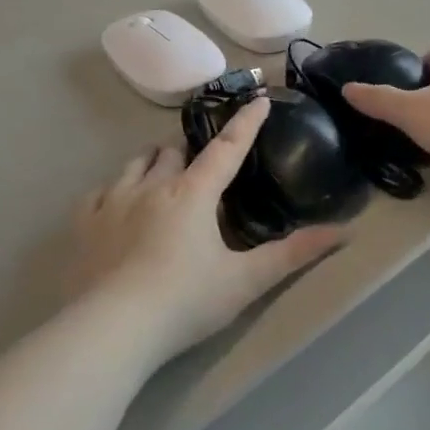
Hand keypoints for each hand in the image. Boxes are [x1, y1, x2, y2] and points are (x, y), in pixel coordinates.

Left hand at [65, 100, 345, 367]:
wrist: (112, 330)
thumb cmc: (186, 302)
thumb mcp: (247, 280)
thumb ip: (295, 254)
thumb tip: (344, 231)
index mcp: (193, 194)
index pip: (227, 148)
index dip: (246, 122)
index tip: (260, 98)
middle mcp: (152, 187)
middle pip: (173, 151)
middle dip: (189, 150)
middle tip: (200, 162)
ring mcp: (112, 202)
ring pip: (135, 164)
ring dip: (152, 163)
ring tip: (160, 174)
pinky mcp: (84, 224)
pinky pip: (98, 192)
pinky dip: (114, 191)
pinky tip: (116, 204)